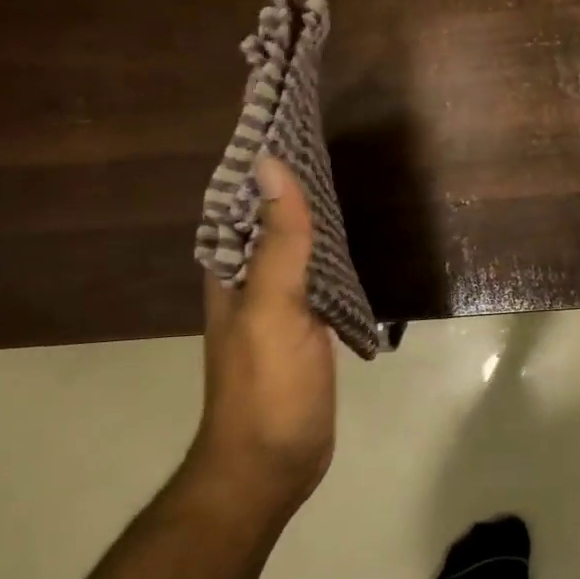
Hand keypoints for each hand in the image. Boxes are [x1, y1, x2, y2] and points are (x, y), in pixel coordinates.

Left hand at [193, 156, 337, 514]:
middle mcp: (248, 280)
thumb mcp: (273, 309)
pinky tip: (349, 235)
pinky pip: (315, 274)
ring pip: (293, 244)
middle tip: (323, 133)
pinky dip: (328, 250)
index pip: (239, 199)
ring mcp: (278, 304)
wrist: (272, 464)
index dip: (258, 159)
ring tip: (340, 170)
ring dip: (309, 211)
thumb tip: (272, 165)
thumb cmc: (266, 387)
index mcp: (229, 270)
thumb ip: (279, 241)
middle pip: (267, 217)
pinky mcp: (305, 326)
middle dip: (288, 178)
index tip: (284, 114)